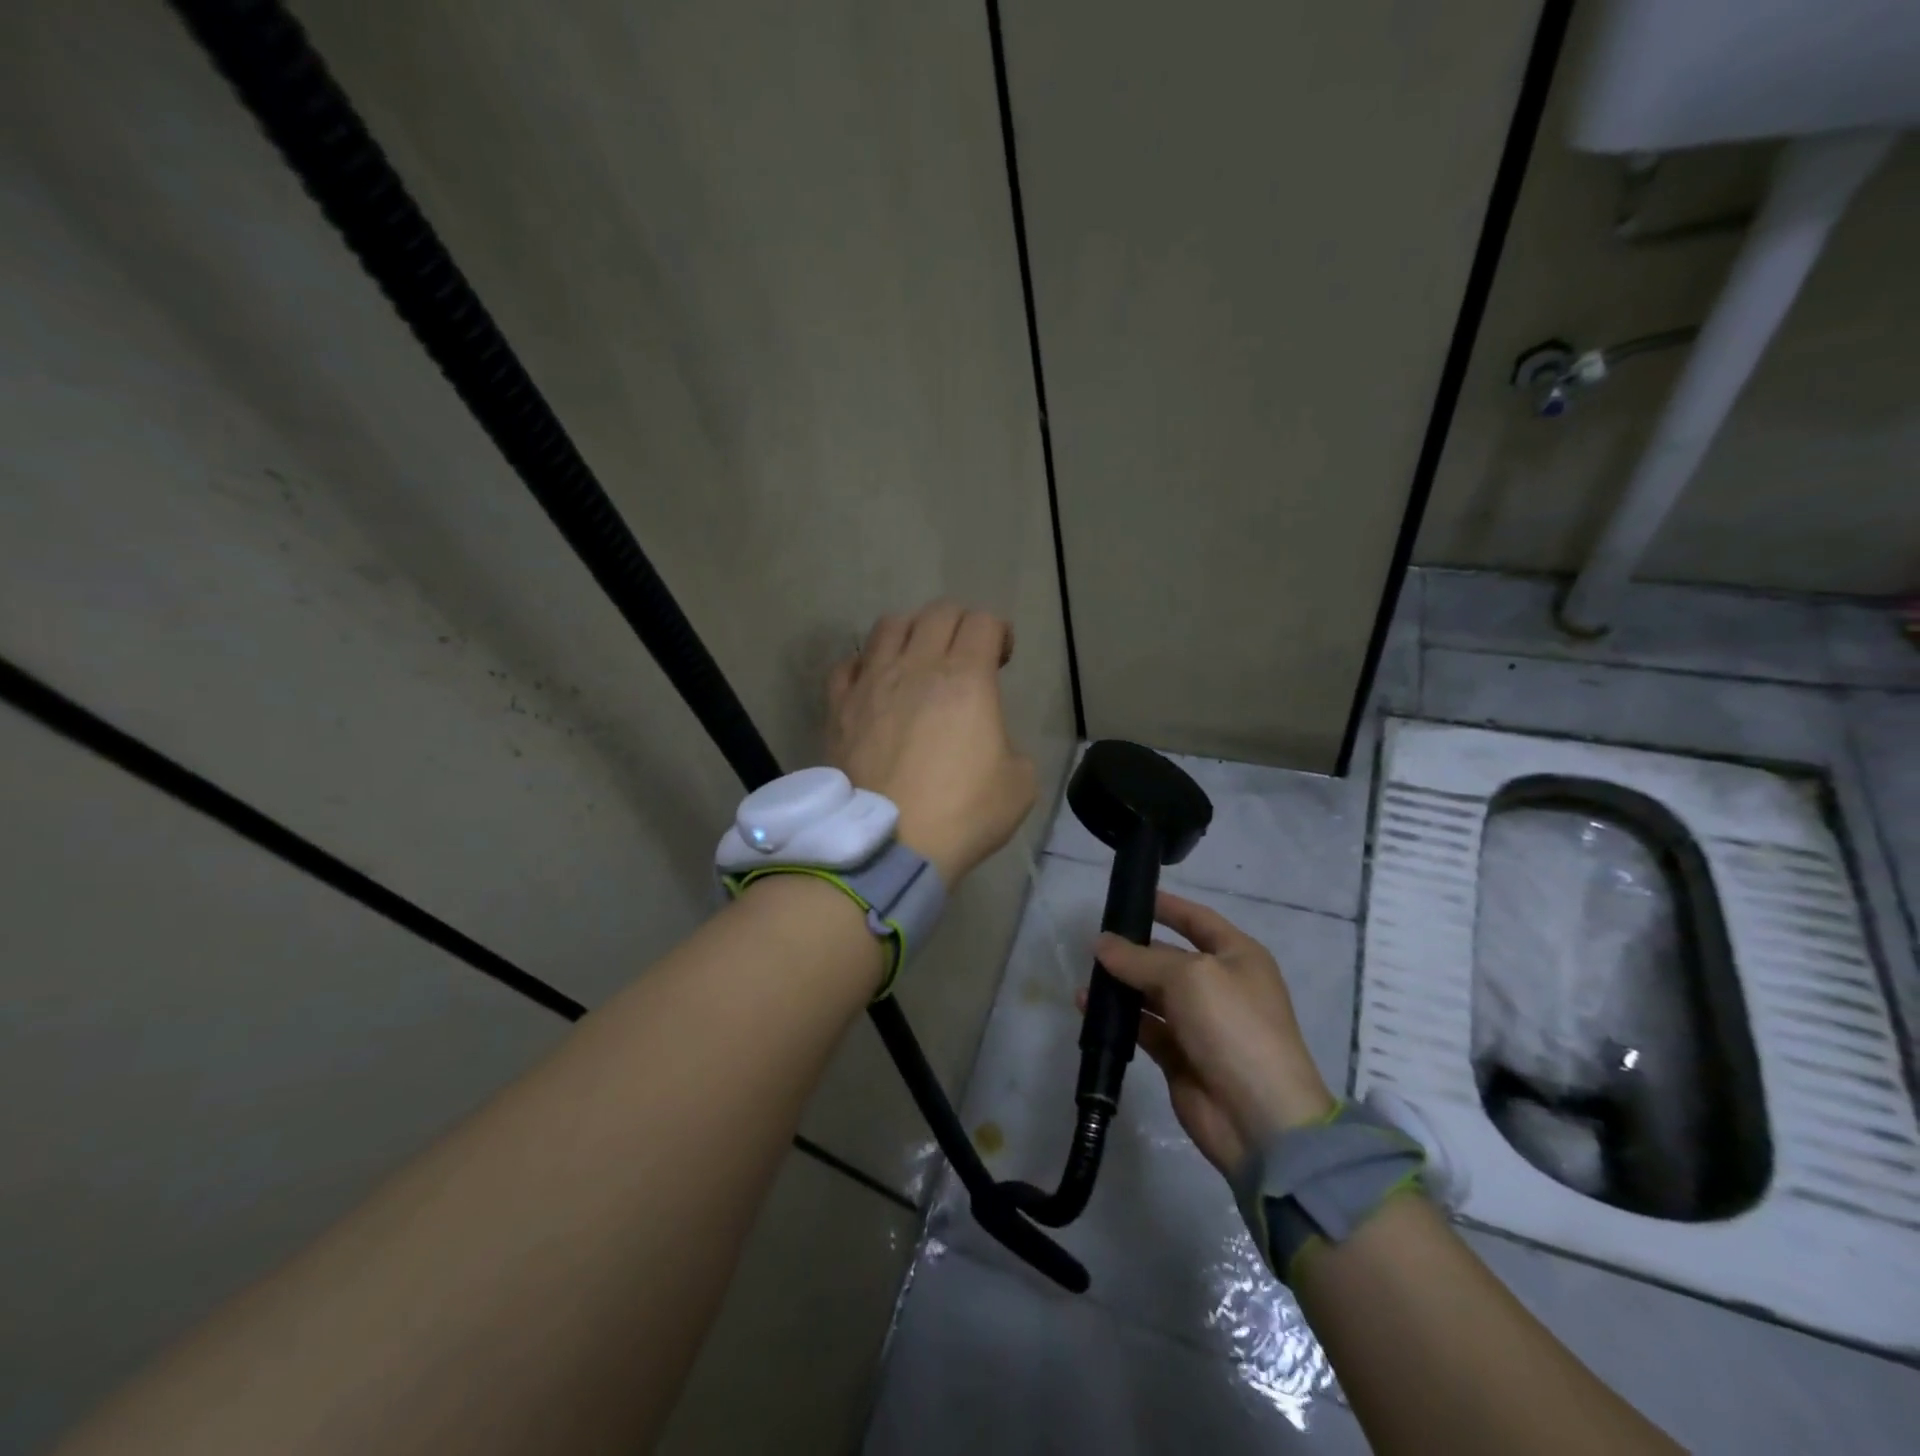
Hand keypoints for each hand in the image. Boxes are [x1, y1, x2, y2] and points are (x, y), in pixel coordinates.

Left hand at [827, 601, 1036, 886]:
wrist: (888, 845)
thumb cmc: (961, 814)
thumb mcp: (1019, 785)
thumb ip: (1011, 748)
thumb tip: (990, 743)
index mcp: (966, 678)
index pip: (983, 622)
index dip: (998, 632)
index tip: (1001, 659)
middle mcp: (916, 667)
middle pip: (937, 613)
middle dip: (960, 624)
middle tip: (966, 654)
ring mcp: (871, 683)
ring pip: (888, 626)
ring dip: (912, 632)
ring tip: (918, 659)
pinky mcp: (838, 707)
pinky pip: (847, 665)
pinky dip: (865, 666)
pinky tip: (874, 686)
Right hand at [1092, 891, 1334, 1175]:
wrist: (1260, 1117)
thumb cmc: (1233, 1027)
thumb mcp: (1188, 977)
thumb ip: (1141, 958)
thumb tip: (1101, 943)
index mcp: (1238, 957)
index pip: (1198, 920)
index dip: (1168, 906)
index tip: (1132, 896)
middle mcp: (1220, 985)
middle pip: (1170, 957)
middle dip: (1135, 948)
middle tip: (1094, 940)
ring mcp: (1200, 1023)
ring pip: (1153, 993)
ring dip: (1122, 983)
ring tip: (1086, 973)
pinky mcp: (1180, 1056)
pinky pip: (1144, 1026)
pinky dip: (1120, 1017)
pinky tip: (1088, 1006)